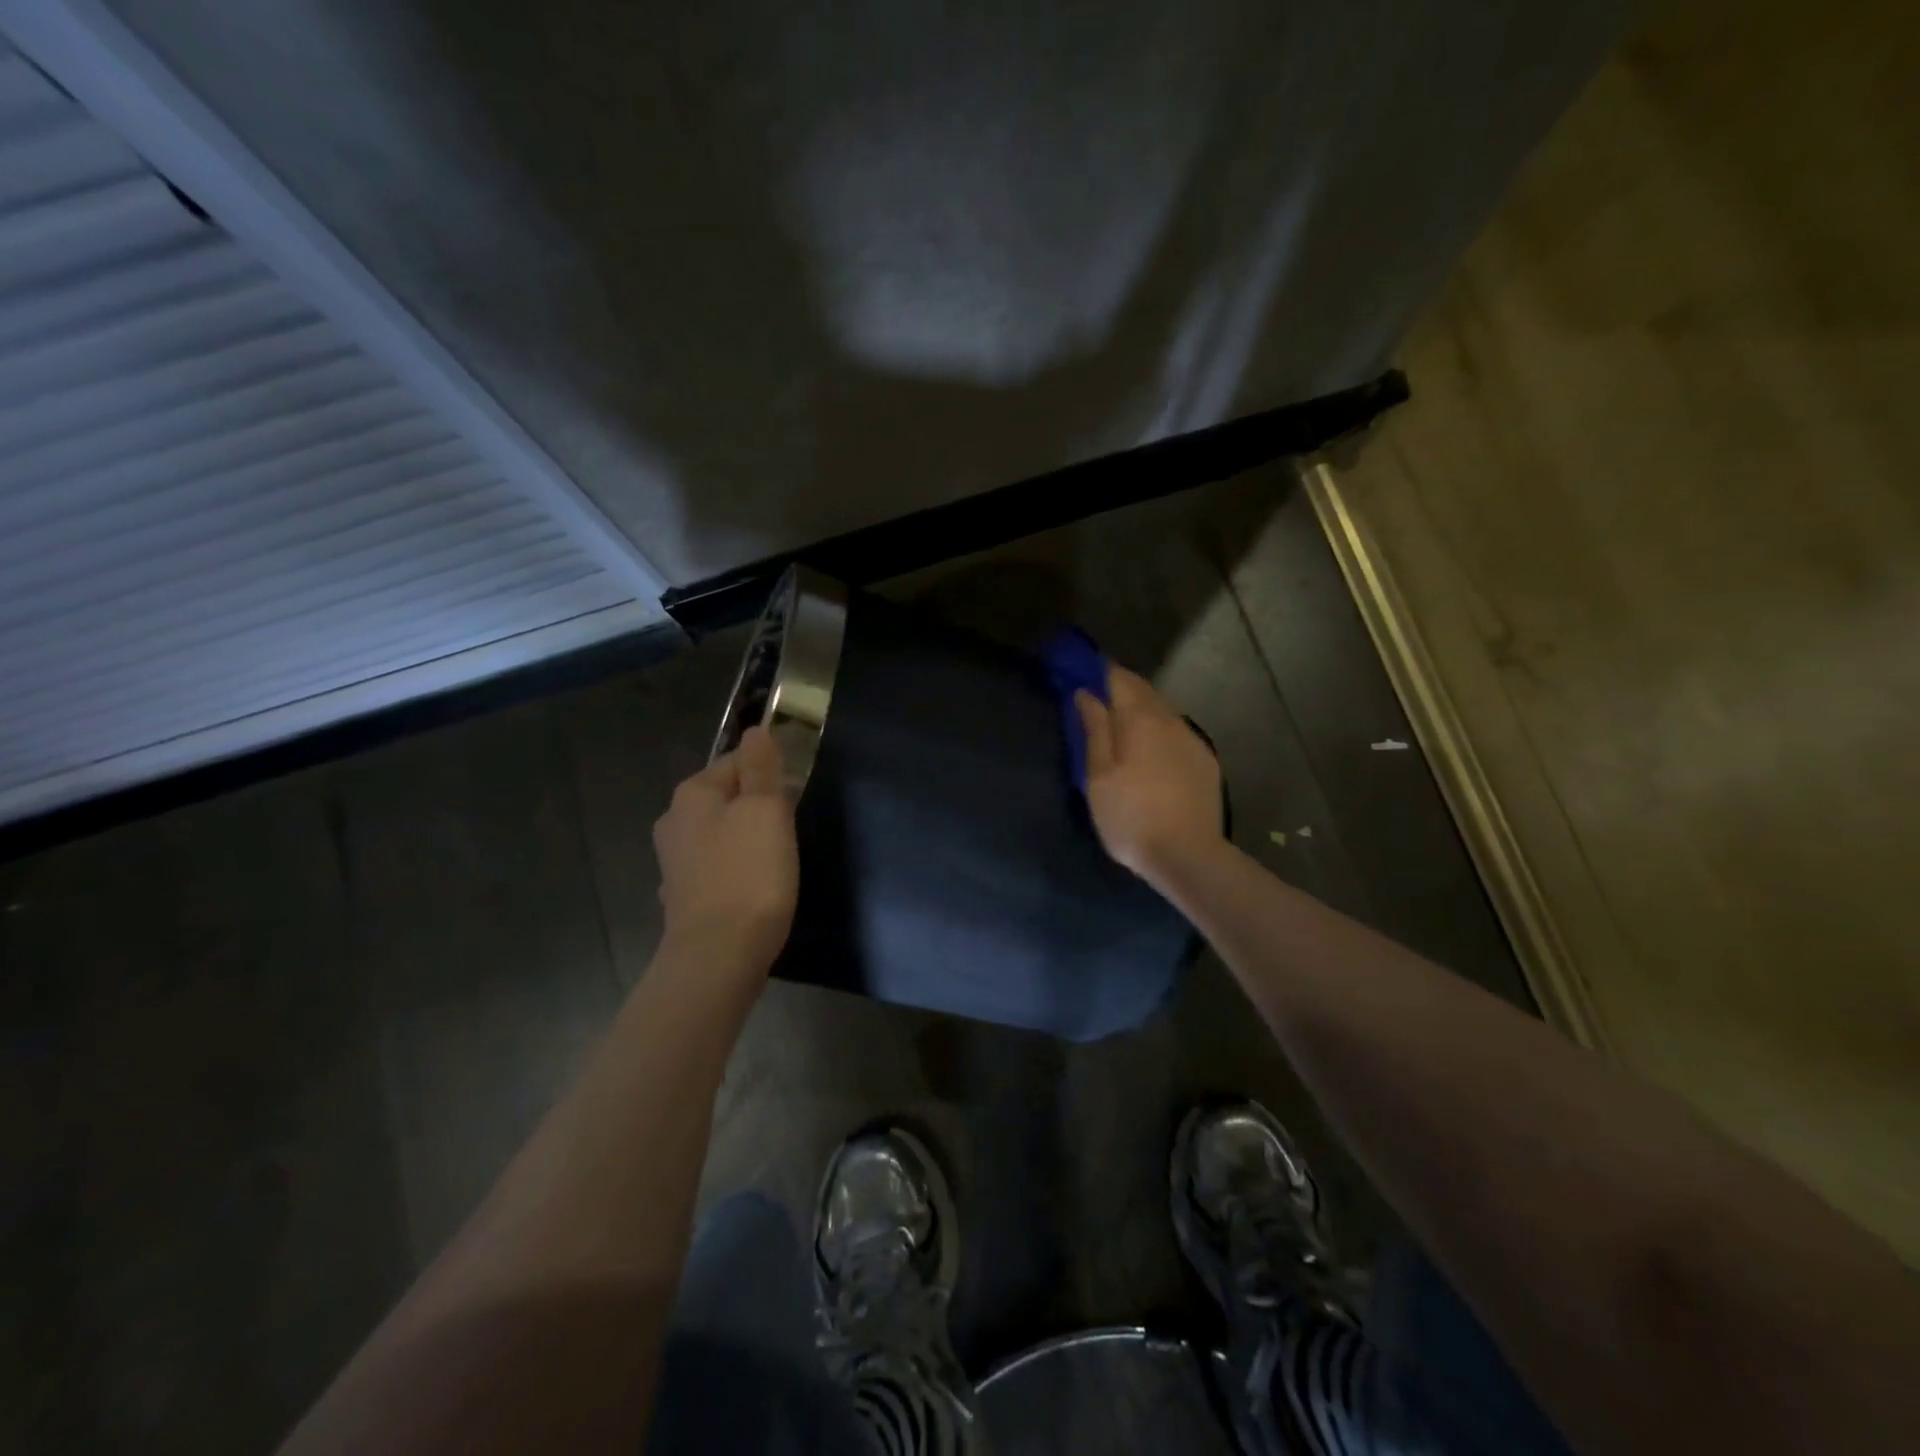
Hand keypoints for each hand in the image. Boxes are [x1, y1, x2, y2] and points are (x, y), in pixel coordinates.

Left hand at [652, 725, 799, 976]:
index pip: (736, 760)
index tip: (795, 793)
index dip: (770, 771)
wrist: (718, 956)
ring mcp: (674, 862)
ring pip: (721, 833)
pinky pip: (716, 867)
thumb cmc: (749, 874)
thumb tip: (756, 729)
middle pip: (726, 797)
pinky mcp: (683, 896)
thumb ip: (761, 767)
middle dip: (757, 805)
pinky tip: (752, 887)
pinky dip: (734, 869)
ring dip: (746, 838)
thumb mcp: (765, 810)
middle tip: (790, 826)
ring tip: (776, 858)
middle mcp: (675, 821)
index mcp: (693, 793)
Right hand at [1075, 666, 1223, 887]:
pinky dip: (1159, 729)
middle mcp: (1170, 719)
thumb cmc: (1131, 816)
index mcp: (1140, 718)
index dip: (1098, 671)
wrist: (1188, 855)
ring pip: (1162, 711)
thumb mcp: (1098, 775)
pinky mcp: (1205, 760)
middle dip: (1120, 687)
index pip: (1118, 678)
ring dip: (1141, 708)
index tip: (1081, 671)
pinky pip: (1177, 732)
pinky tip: (1151, 748)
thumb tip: (1086, 692)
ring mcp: (1192, 739)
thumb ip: (1094, 729)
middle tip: (1097, 694)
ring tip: (1121, 721)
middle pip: (1143, 690)